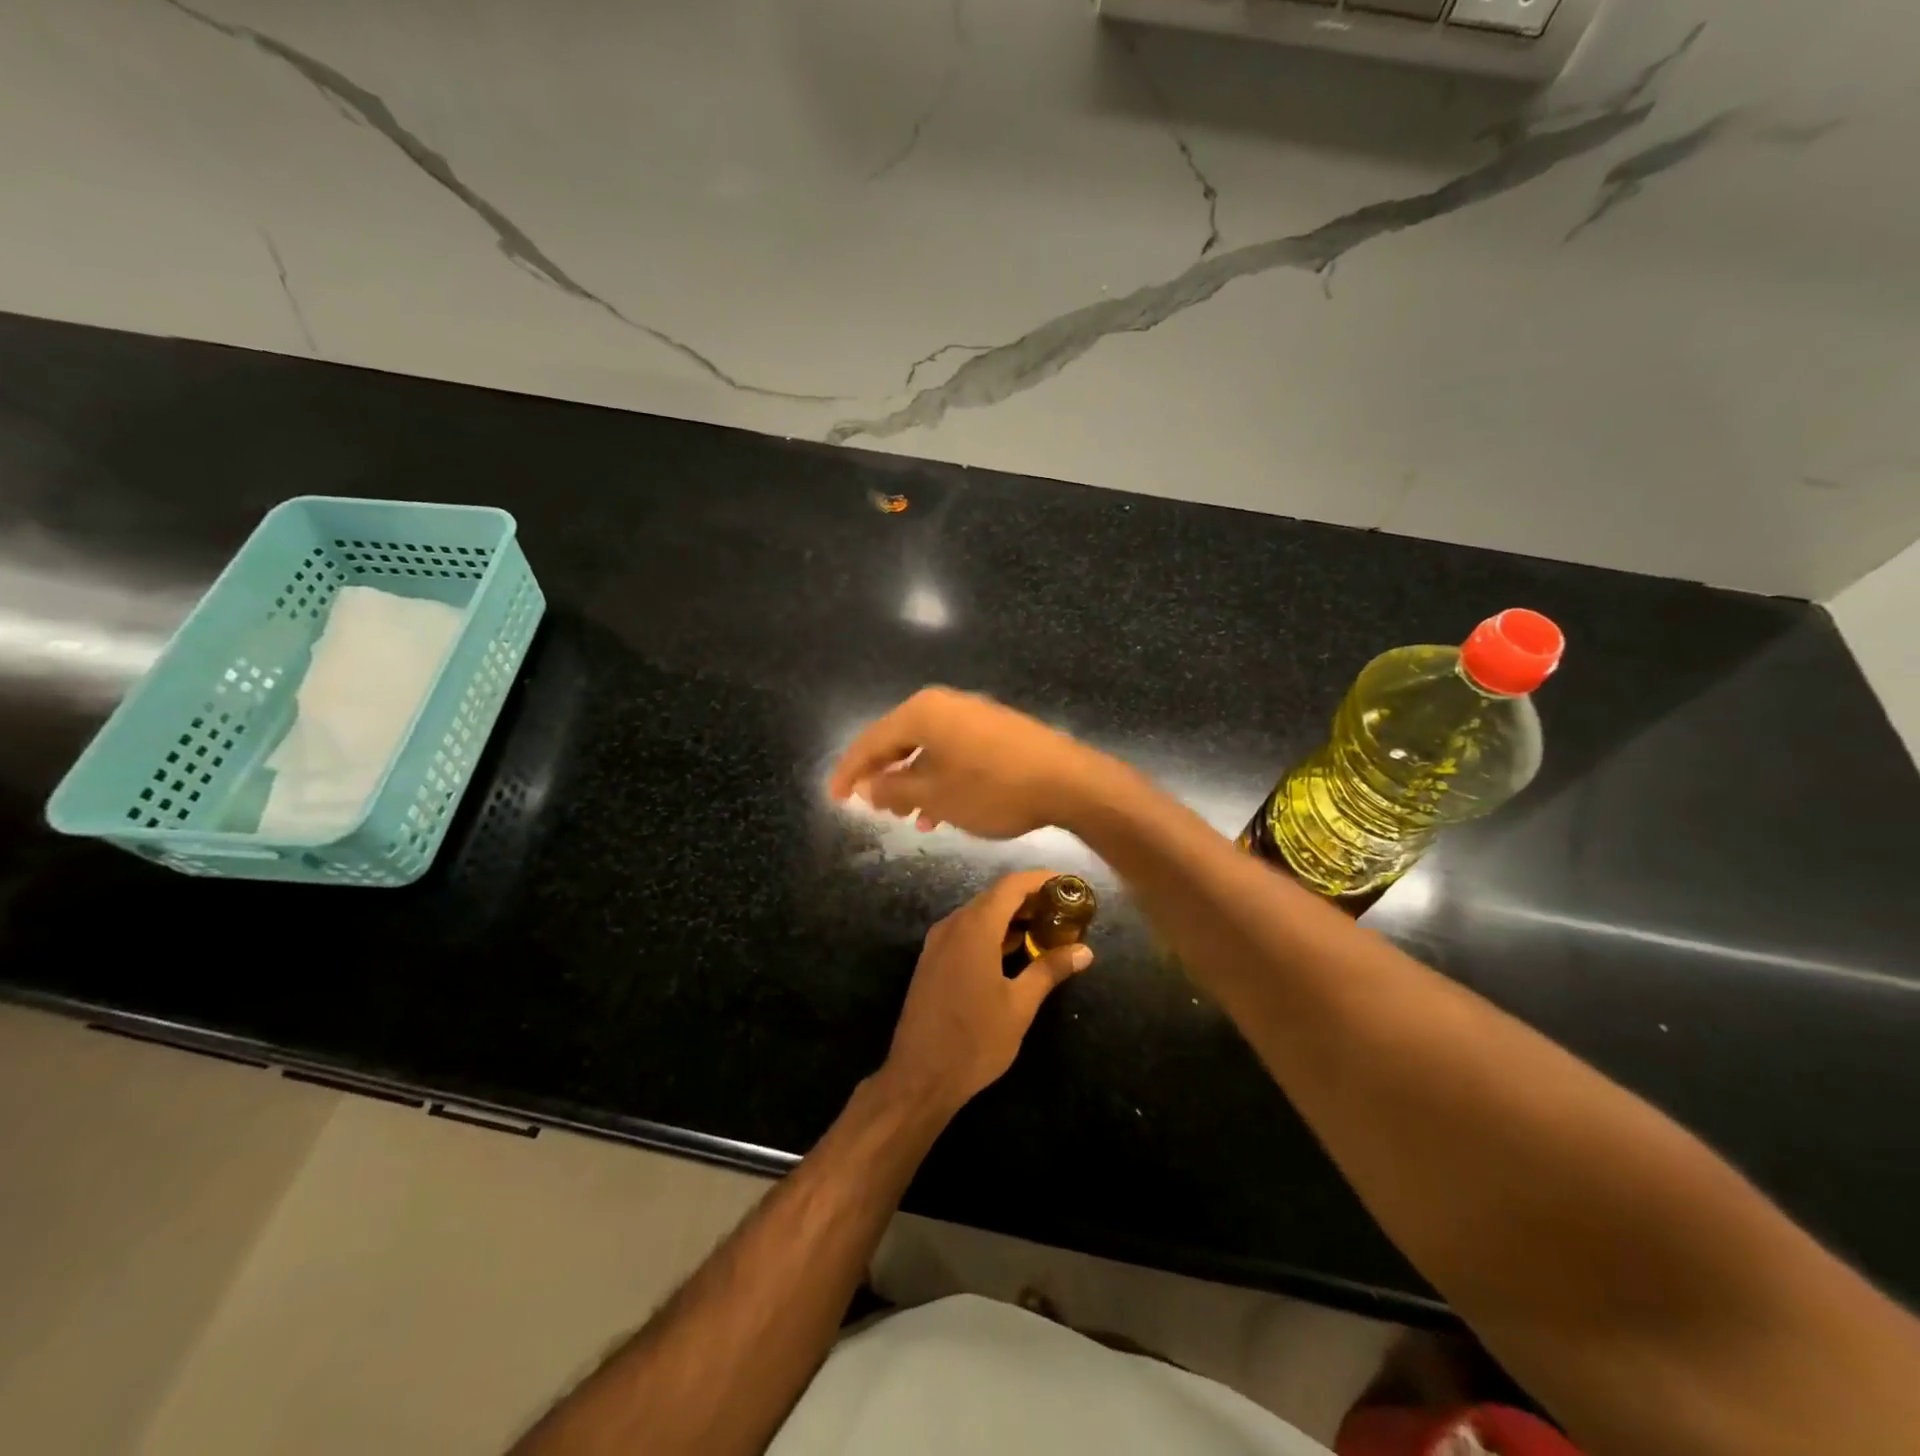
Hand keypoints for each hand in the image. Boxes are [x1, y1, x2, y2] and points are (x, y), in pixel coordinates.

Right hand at [829, 687, 1110, 839]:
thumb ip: (894, 790)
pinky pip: (954, 752)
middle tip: (871, 807)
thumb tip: (866, 787)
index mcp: (923, 712)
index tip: (835, 798)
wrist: (1068, 782)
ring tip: (907, 818)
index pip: (872, 740)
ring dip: (913, 783)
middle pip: (900, 740)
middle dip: (884, 777)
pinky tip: (942, 810)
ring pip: (928, 749)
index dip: (850, 771)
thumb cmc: (993, 789)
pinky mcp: (997, 730)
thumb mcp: (936, 796)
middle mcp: (946, 705)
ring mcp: (974, 715)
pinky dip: (940, 778)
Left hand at [879, 869, 1094, 1112]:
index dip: (1041, 879)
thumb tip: (1084, 951)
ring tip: (1044, 930)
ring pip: (978, 914)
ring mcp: (937, 943)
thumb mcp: (1019, 1006)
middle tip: (1063, 911)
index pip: (1011, 886)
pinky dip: (991, 932)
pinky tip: (1012, 951)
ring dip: (1010, 916)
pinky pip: (965, 931)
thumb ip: (1050, 970)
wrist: (918, 1077)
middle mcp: (952, 925)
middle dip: (1029, 898)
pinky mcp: (931, 961)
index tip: (1069, 884)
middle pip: (994, 896)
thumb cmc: (974, 1041)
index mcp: (974, 928)